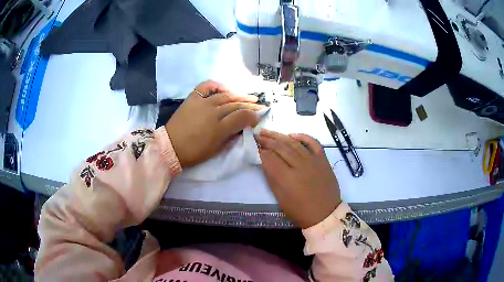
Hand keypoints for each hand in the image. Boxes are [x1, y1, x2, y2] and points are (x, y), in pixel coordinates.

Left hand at [166, 80, 264, 166]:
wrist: (170, 147)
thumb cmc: (194, 152)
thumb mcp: (216, 150)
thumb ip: (230, 137)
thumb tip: (241, 128)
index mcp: (219, 129)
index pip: (242, 117)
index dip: (253, 116)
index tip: (258, 118)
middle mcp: (213, 112)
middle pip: (236, 105)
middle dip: (250, 105)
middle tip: (259, 105)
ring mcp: (202, 103)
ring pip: (225, 95)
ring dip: (239, 95)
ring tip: (249, 96)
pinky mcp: (193, 98)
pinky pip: (206, 86)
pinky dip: (217, 85)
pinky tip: (225, 88)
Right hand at [256, 130, 340, 228]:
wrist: (325, 214)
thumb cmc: (299, 211)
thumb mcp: (280, 199)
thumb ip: (272, 178)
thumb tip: (264, 162)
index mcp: (286, 178)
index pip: (269, 158)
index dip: (259, 150)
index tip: (252, 145)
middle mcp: (299, 165)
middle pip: (280, 147)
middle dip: (266, 140)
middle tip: (257, 134)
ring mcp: (313, 160)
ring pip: (294, 143)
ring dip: (280, 136)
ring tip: (268, 131)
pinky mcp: (323, 159)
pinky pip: (314, 143)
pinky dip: (303, 137)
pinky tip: (293, 134)